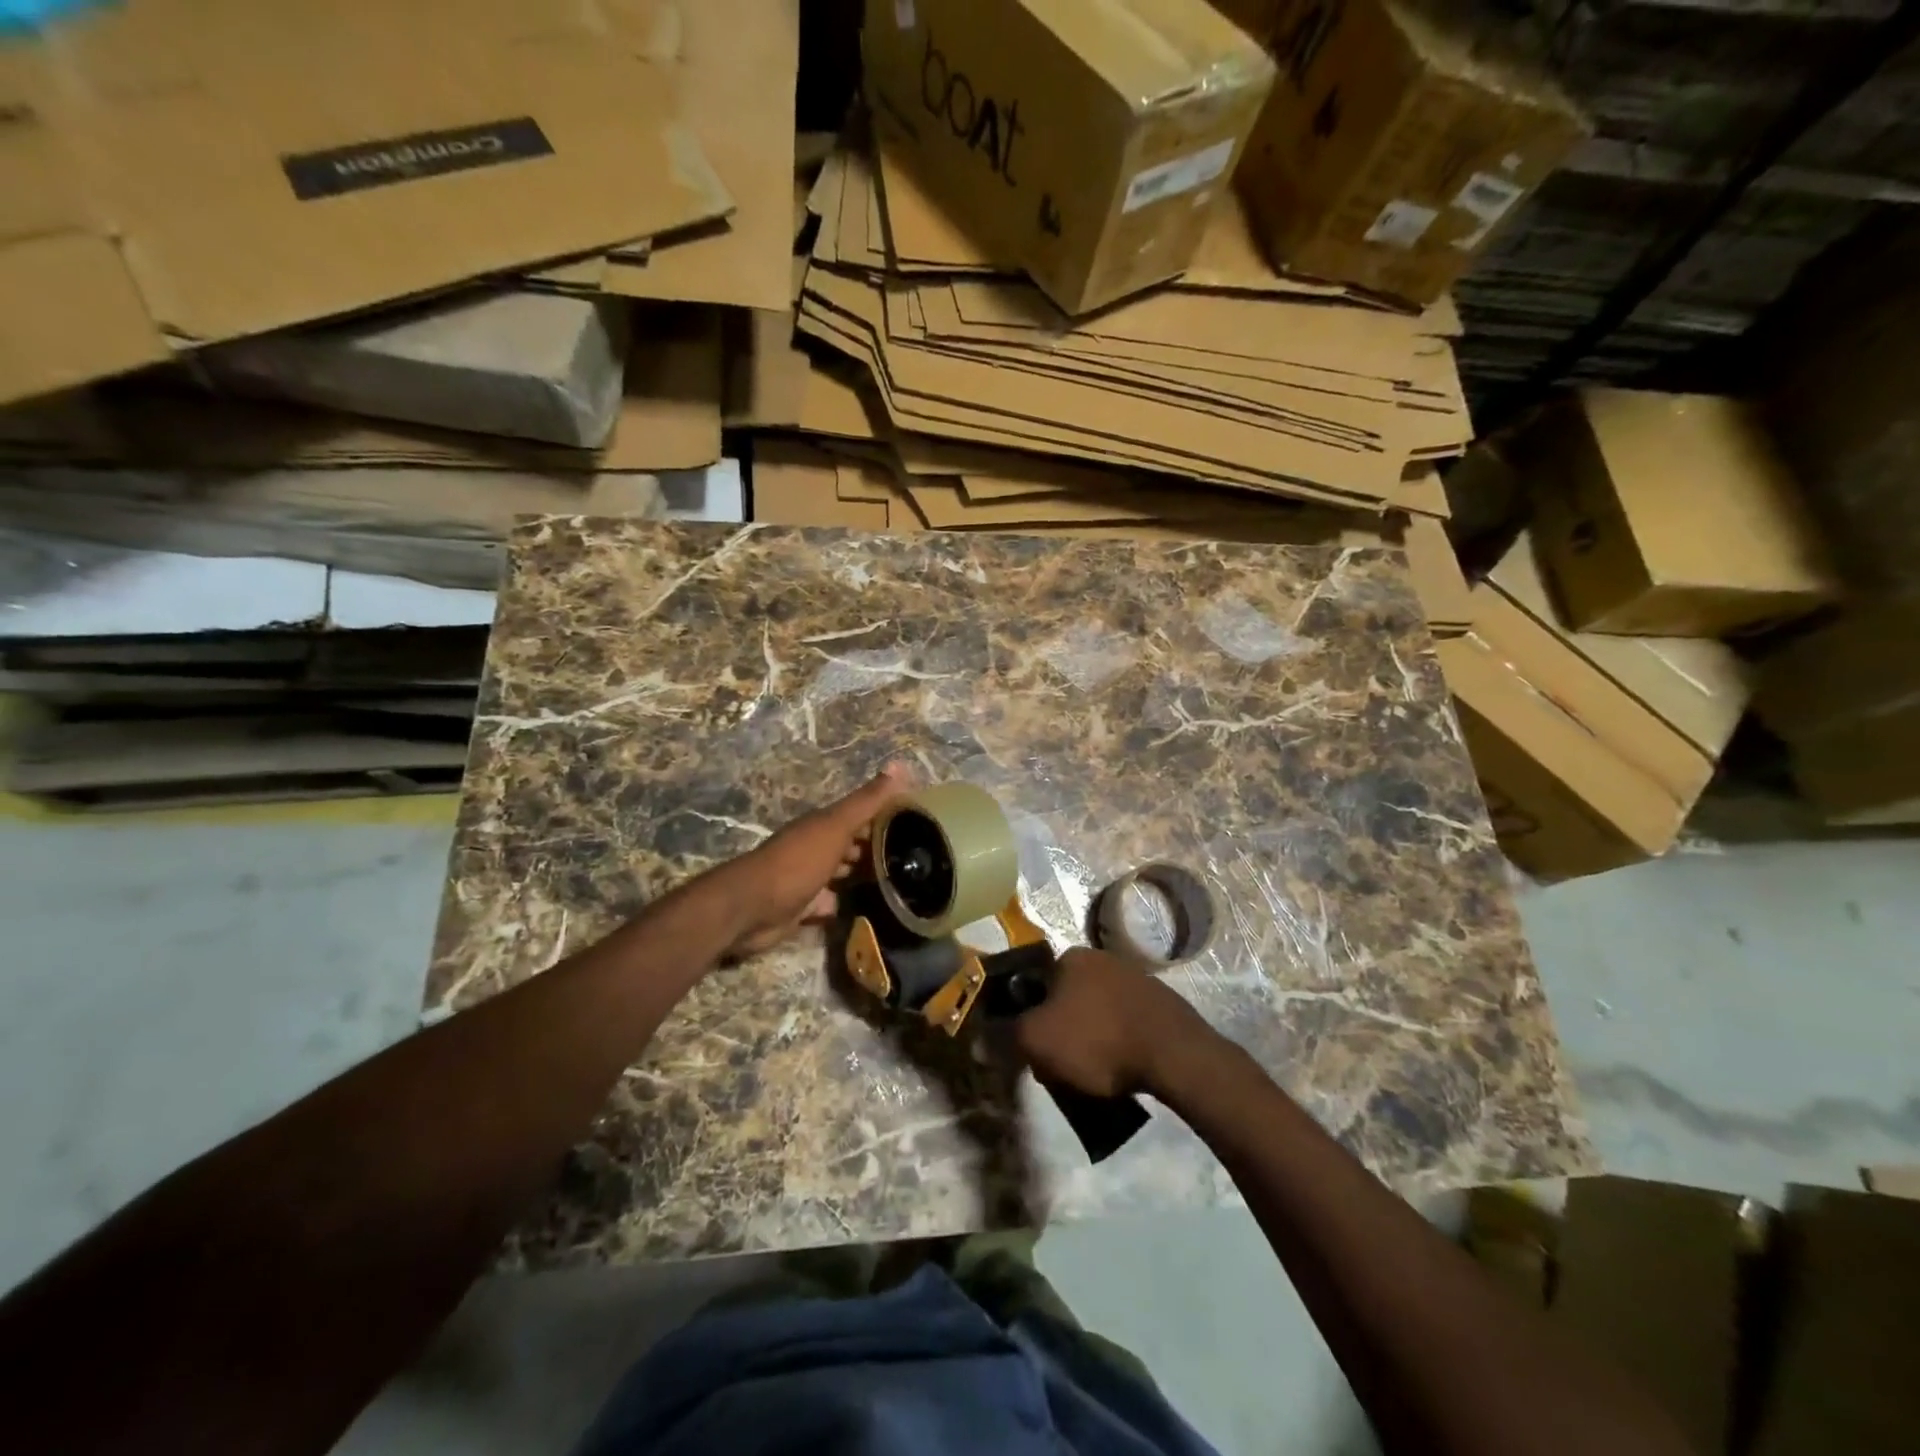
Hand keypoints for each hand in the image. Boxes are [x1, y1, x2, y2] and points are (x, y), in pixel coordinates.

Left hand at [713, 764, 912, 957]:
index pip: (861, 814)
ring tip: (900, 883)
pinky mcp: (804, 906)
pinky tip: (868, 909)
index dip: (886, 815)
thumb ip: (867, 801)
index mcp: (824, 824)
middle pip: (852, 843)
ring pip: (843, 873)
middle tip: (916, 858)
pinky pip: (831, 902)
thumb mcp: (836, 826)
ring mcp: (809, 877)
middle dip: (877, 847)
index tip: (919, 822)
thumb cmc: (799, 861)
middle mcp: (816, 846)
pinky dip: (845, 903)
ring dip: (863, 875)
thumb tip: (901, 764)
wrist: (754, 907)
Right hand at [1014, 948, 1216, 1098]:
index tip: (1035, 1049)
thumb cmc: (1097, 1040)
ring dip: (1089, 1037)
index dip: (1028, 1018)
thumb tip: (978, 1040)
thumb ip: (1004, 1037)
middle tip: (1061, 1066)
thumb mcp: (1037, 1041)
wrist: (1173, 1054)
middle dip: (1059, 1030)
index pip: (1034, 984)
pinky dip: (1117, 1041)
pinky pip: (1124, 1020)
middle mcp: (1101, 957)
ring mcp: (1134, 976)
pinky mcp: (1159, 1000)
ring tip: (1094, 1073)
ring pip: (1095, 1010)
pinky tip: (1121, 1066)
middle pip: (1064, 998)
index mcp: (1070, 957)